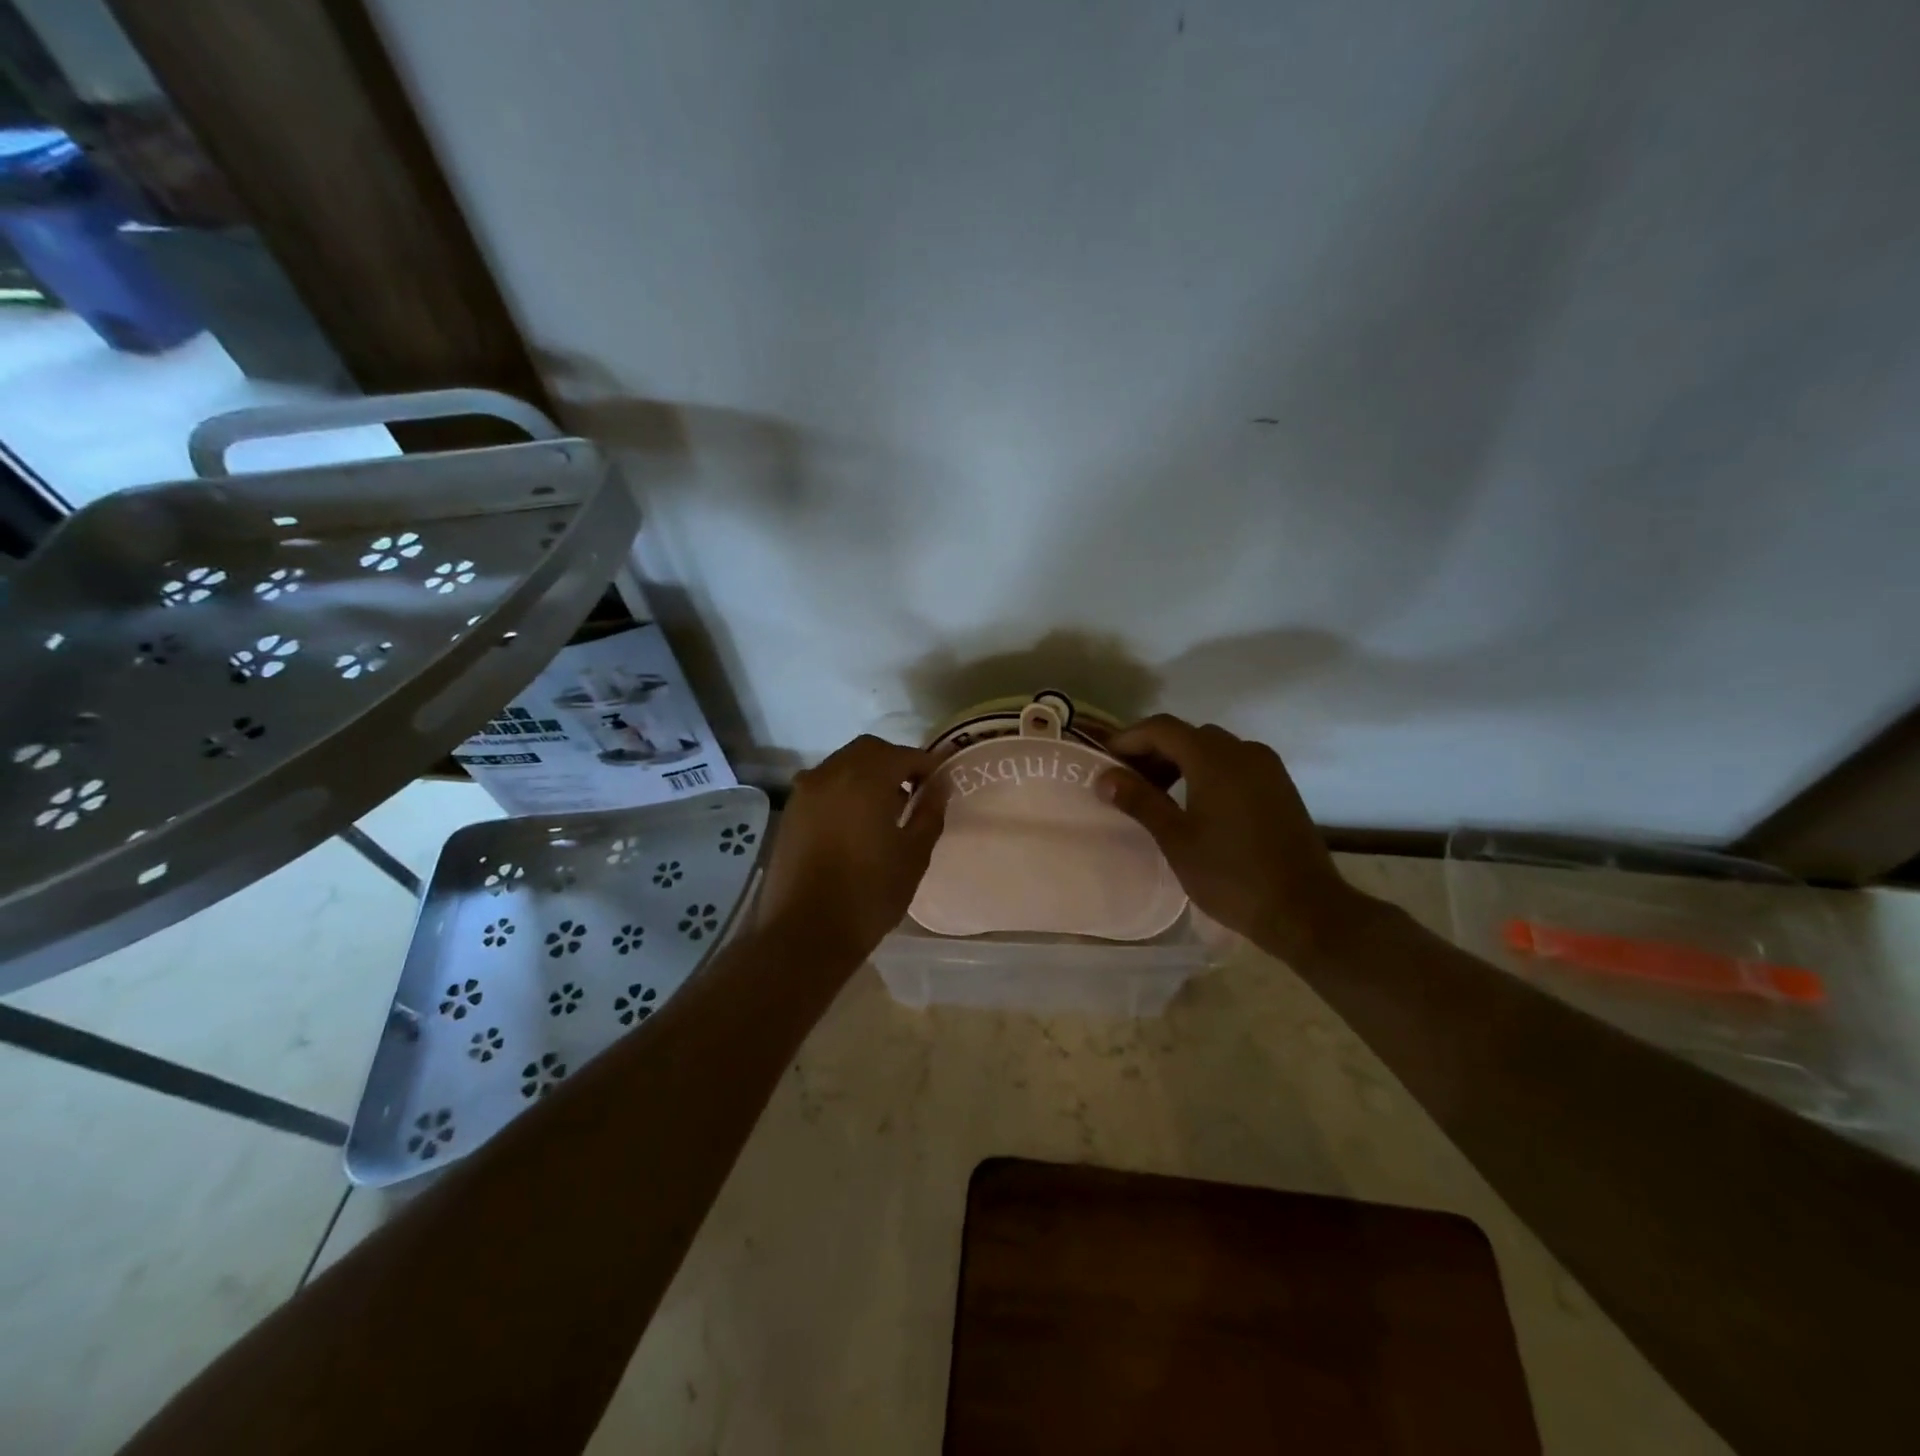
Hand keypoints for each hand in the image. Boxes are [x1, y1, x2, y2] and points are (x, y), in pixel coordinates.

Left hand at [755, 735, 947, 969]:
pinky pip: (824, 785)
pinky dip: (844, 789)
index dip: (926, 766)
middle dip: (895, 763)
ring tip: (885, 810)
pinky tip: (856, 823)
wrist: (804, 933)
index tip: (938, 786)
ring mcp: (805, 791)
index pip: (903, 755)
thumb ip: (930, 814)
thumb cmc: (868, 895)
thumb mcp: (913, 856)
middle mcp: (830, 774)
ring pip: (843, 764)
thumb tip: (939, 786)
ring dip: (867, 774)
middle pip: (869, 751)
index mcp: (865, 779)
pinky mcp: (791, 812)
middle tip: (914, 793)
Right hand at [1096, 715, 1374, 961]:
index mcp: (1214, 758)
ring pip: (1213, 749)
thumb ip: (1139, 800)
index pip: (1161, 728)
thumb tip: (1105, 777)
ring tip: (1157, 796)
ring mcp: (1267, 768)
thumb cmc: (1231, 875)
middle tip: (1127, 782)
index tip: (1104, 761)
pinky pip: (1235, 764)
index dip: (1128, 739)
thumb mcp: (1176, 838)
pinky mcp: (1280, 787)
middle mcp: (1243, 751)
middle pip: (1187, 735)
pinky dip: (1207, 772)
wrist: (1304, 909)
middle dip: (1153, 751)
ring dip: (1180, 762)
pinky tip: (1195, 804)